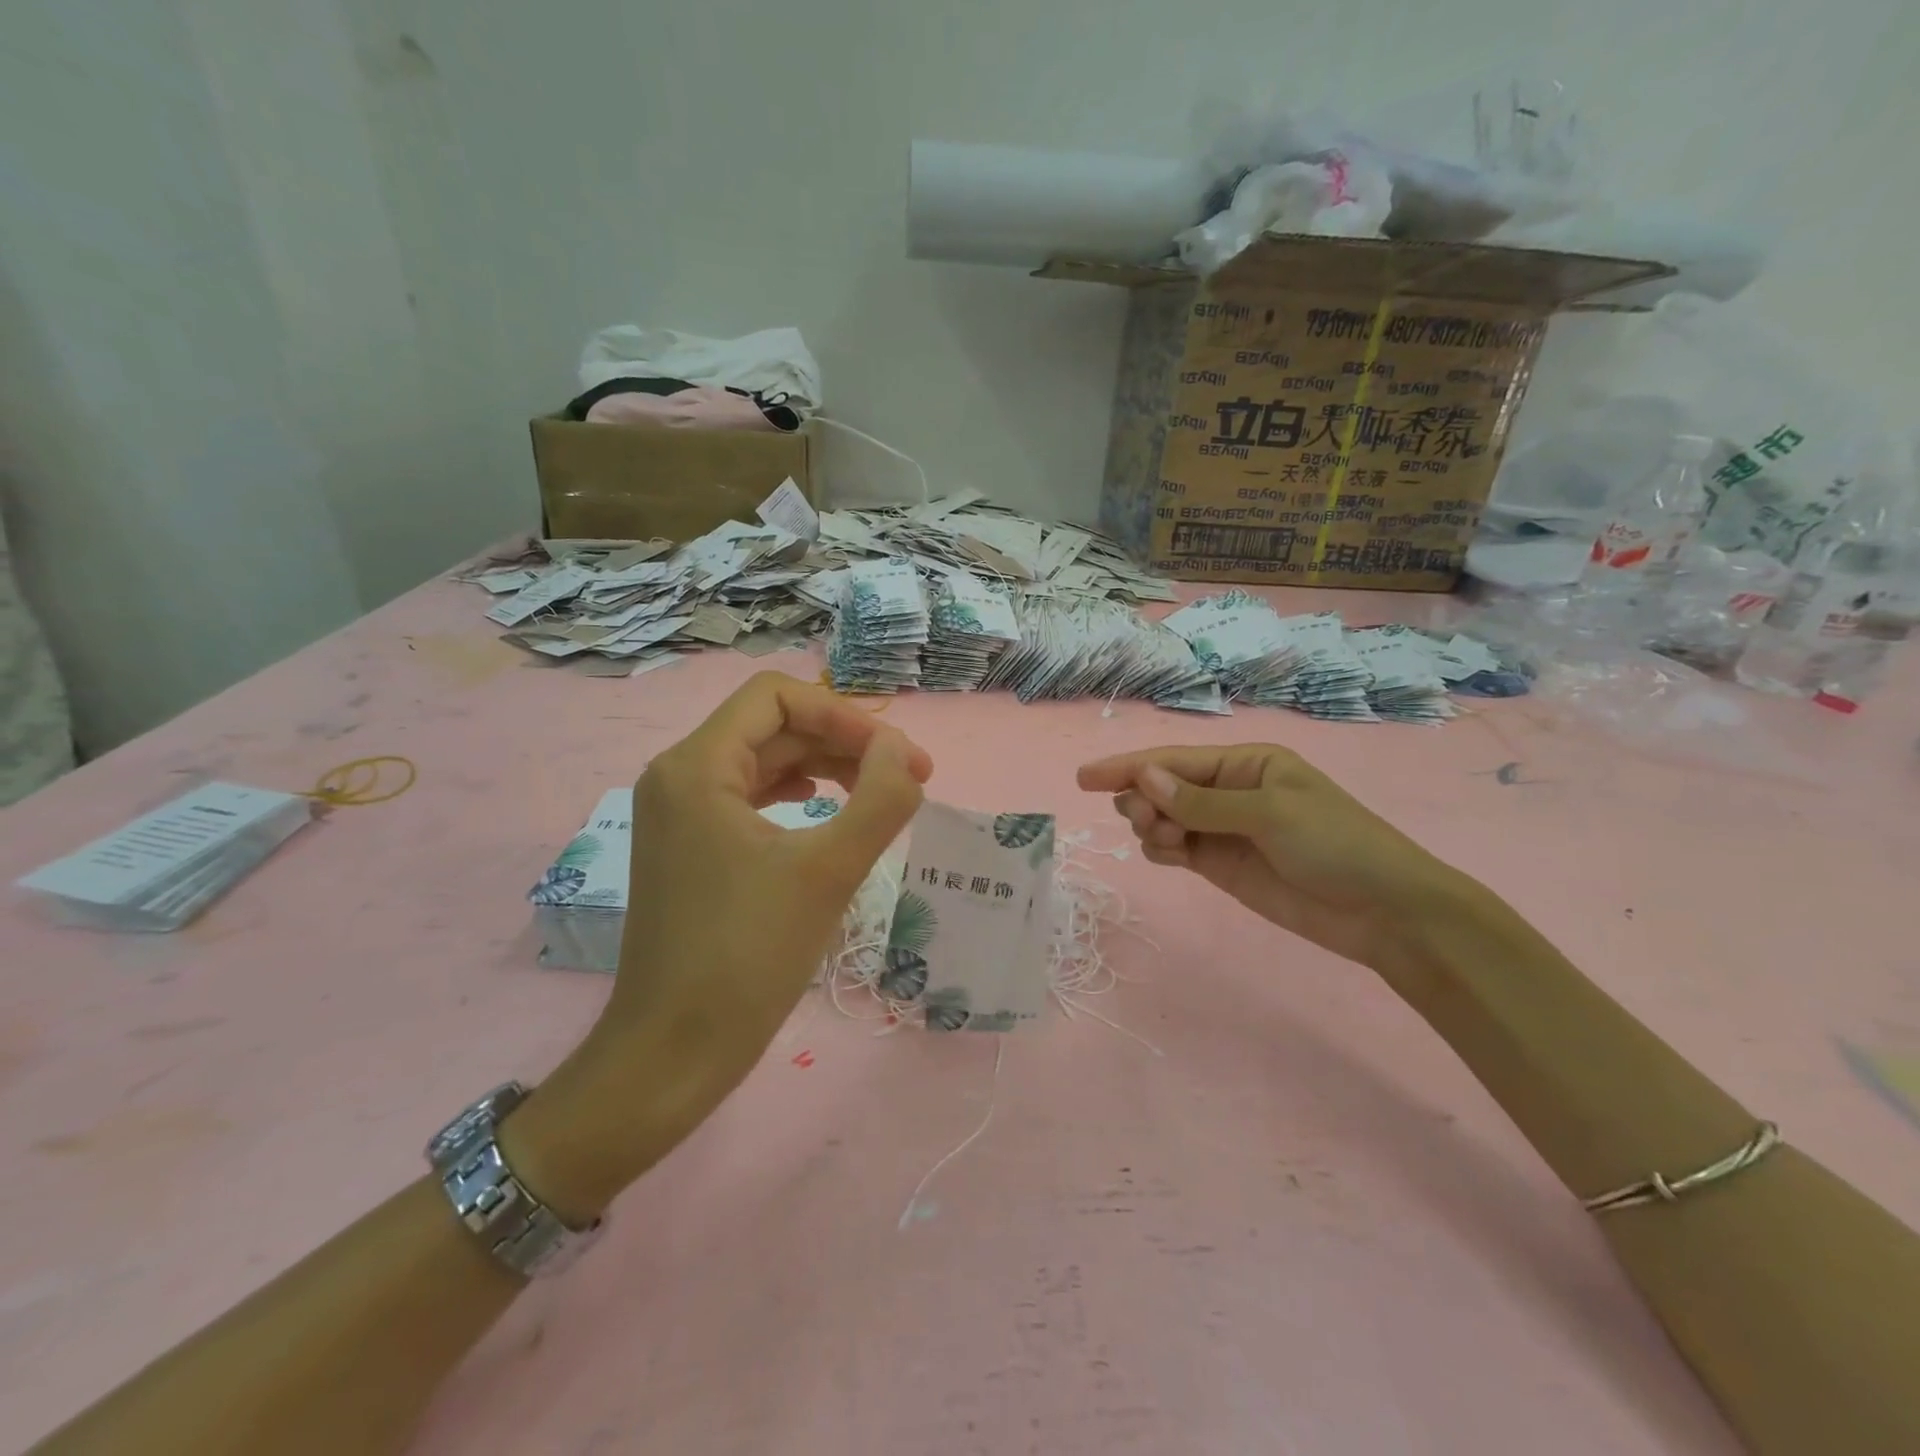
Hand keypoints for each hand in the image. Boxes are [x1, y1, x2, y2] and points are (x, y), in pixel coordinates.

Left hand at [504, 673, 931, 1222]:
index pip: (777, 697)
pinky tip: (828, 812)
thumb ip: (879, 798)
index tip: (898, 757)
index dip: (845, 715)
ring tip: (880, 794)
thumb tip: (903, 751)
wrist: (672, 1054)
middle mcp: (680, 776)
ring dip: (826, 767)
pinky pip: (752, 797)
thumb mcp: (828, 872)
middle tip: (908, 778)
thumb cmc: (747, 958)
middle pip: (773, 726)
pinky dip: (798, 795)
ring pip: (765, 761)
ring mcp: (681, 813)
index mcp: (697, 766)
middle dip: (844, 742)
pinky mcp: (690, 848)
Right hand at [1077, 744, 1477, 975]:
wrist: (1385, 912)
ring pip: (1163, 818)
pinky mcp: (1222, 865)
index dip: (1127, 766)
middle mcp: (1229, 791)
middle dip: (1142, 798)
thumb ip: (1201, 801)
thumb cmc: (1336, 845)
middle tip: (1145, 821)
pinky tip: (1165, 854)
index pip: (1174, 760)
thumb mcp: (1270, 813)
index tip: (1084, 777)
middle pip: (1162, 787)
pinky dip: (1160, 849)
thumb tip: (1144, 778)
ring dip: (1152, 825)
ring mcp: (1224, 830)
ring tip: (1165, 843)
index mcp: (1246, 763)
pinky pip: (1175, 848)